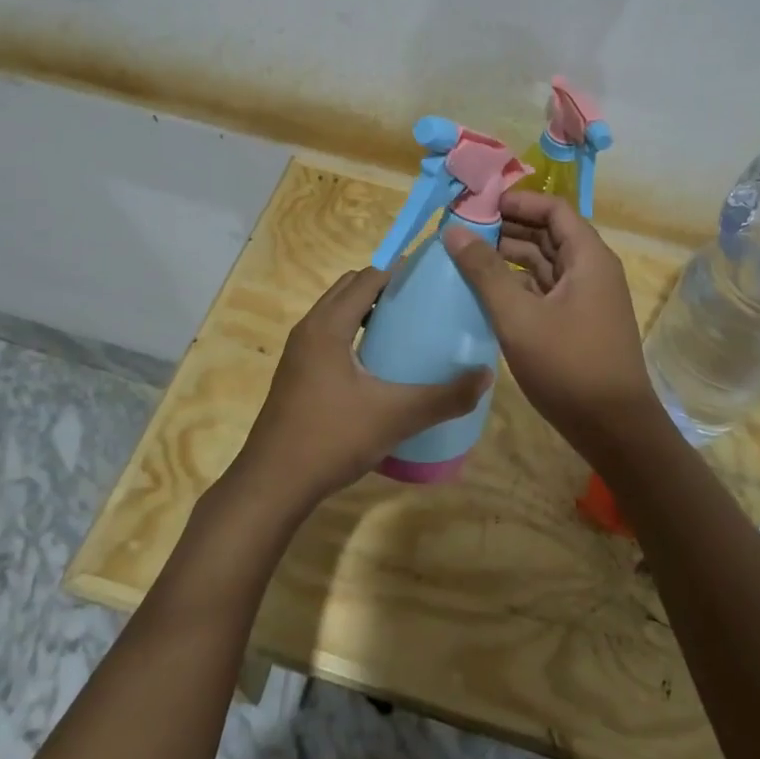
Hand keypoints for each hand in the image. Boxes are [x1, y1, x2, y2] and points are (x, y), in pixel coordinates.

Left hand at [231, 266, 491, 514]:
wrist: (273, 485)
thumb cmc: (331, 439)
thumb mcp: (395, 417)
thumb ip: (444, 397)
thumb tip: (486, 375)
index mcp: (328, 326)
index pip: (366, 279)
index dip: (398, 273)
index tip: (431, 280)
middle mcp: (309, 330)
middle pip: (348, 290)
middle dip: (383, 289)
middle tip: (421, 304)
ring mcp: (298, 353)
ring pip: (335, 314)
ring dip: (366, 311)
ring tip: (404, 330)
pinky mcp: (296, 375)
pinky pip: (328, 336)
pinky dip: (352, 334)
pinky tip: (378, 365)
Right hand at [443, 191, 662, 454]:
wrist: (615, 429)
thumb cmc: (569, 365)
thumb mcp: (519, 316)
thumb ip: (485, 271)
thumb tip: (454, 230)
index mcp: (588, 257)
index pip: (554, 209)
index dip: (518, 201)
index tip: (479, 205)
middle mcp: (592, 270)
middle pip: (549, 233)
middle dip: (508, 228)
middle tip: (464, 230)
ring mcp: (586, 298)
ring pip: (546, 263)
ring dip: (510, 257)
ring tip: (467, 257)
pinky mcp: (578, 322)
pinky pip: (546, 289)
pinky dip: (519, 284)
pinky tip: (487, 292)